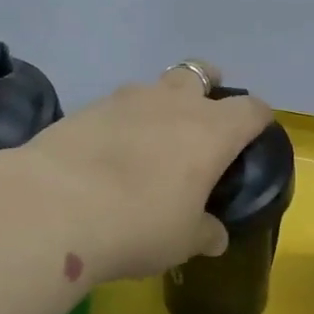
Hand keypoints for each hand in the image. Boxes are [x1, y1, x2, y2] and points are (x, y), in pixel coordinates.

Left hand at [0, 63, 273, 285]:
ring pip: (155, 85)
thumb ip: (205, 232)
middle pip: (200, 73)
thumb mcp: (182, 241)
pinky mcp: (87, 107)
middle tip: (200, 121)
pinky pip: (116, 105)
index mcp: (212, 130)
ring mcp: (127, 99)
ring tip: (150, 139)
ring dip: (160, 103)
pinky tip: (108, 153)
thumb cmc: (138, 223)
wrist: (55, 205)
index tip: (254, 135)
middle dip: (206, 87)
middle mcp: (174, 102)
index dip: (258, 119)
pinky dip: (121, 121)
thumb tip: (216, 236)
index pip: (252, 109)